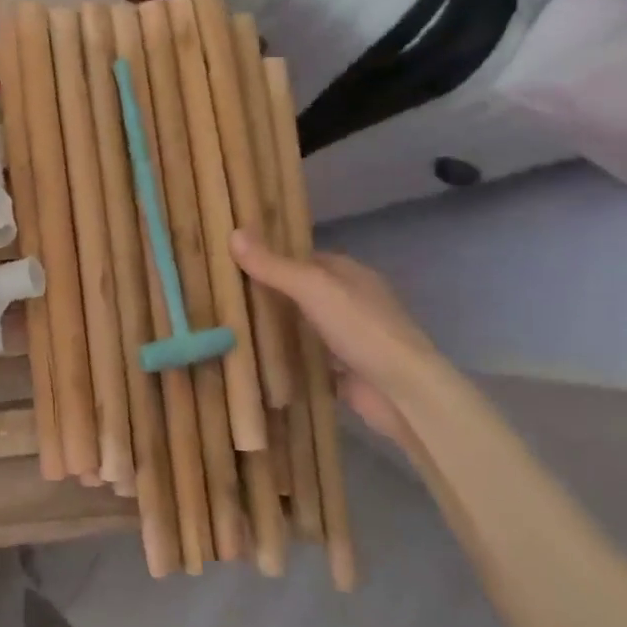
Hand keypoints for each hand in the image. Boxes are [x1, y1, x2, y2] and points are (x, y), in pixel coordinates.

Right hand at [231, 231, 460, 453]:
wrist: (404, 394)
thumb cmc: (362, 329)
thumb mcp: (312, 288)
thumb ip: (273, 265)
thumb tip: (232, 232)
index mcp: (349, 273)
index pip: (302, 257)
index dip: (270, 257)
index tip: (232, 261)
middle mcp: (351, 302)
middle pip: (301, 292)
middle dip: (268, 294)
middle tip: (223, 295)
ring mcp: (350, 339)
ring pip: (304, 326)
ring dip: (276, 328)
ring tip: (229, 326)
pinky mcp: (345, 372)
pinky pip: (308, 359)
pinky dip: (287, 360)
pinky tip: (255, 360)